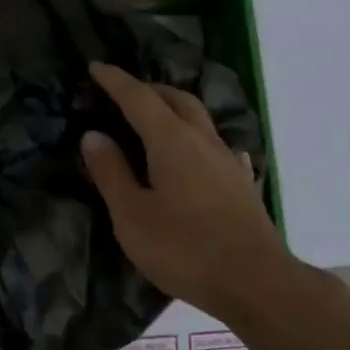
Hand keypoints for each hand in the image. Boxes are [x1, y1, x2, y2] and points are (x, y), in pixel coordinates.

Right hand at [80, 62, 292, 319]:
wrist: (255, 281)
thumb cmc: (184, 249)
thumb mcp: (133, 215)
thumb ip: (112, 172)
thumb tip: (93, 135)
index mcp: (172, 141)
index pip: (139, 98)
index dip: (116, 81)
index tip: (96, 67)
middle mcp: (203, 141)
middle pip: (177, 99)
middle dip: (148, 89)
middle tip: (124, 93)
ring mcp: (228, 161)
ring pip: (200, 119)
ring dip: (175, 108)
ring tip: (156, 118)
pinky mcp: (241, 183)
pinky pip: (216, 145)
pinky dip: (197, 138)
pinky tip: (198, 154)